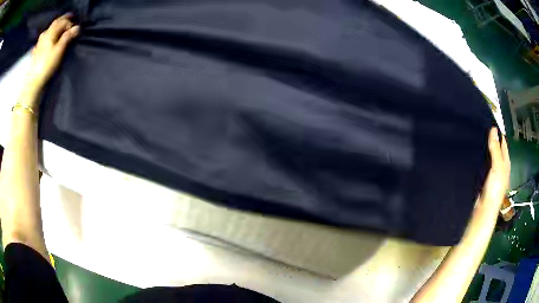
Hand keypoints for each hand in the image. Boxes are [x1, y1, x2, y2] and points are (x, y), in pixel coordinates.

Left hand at [25, 13, 79, 103]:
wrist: (33, 82)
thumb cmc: (47, 65)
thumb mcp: (59, 50)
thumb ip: (67, 37)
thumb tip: (77, 27)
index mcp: (51, 32)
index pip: (63, 22)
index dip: (70, 23)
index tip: (75, 28)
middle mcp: (45, 34)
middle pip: (55, 23)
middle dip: (63, 21)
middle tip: (70, 21)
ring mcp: (39, 43)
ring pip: (48, 30)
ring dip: (54, 28)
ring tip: (58, 30)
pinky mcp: (35, 52)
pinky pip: (41, 40)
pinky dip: (45, 38)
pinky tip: (45, 41)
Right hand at [479, 127, 510, 210]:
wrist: (484, 210)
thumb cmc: (495, 188)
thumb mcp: (497, 167)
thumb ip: (495, 149)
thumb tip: (493, 128)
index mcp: (505, 162)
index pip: (502, 142)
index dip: (497, 132)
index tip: (487, 121)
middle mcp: (499, 165)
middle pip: (495, 148)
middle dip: (489, 138)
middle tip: (478, 126)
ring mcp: (492, 171)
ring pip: (488, 155)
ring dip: (483, 147)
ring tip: (474, 136)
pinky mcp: (483, 177)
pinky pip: (482, 162)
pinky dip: (479, 156)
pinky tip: (473, 151)